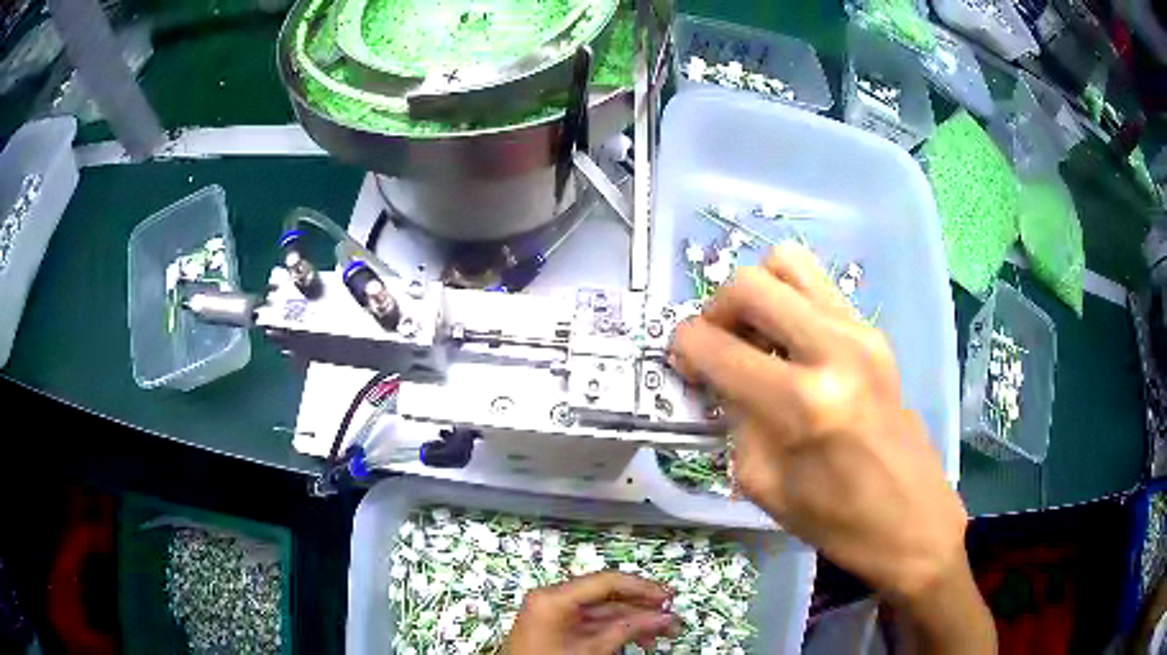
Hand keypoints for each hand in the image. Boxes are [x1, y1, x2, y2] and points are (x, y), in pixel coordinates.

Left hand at [504, 572, 677, 654]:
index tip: (668, 597)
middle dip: (641, 608)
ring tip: (662, 633)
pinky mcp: (557, 627)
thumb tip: (663, 618)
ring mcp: (554, 613)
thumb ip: (628, 630)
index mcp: (553, 597)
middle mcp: (552, 598)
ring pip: (603, 610)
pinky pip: (592, 622)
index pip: (606, 581)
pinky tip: (640, 638)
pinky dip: (616, 629)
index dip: (641, 587)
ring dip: (633, 620)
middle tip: (671, 618)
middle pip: (606, 595)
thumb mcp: (592, 649)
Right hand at [670, 242, 968, 601]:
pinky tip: (791, 345)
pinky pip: (818, 287)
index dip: (684, 349)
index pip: (717, 347)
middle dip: (716, 310)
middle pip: (750, 283)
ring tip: (756, 335)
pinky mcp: (874, 332)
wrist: (911, 518)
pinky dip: (790, 302)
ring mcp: (860, 332)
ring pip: (788, 263)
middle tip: (717, 345)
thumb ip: (735, 420)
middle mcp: (833, 349)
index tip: (683, 364)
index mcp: (802, 403)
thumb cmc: (836, 520)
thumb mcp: (763, 484)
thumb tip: (720, 379)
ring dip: (758, 294)